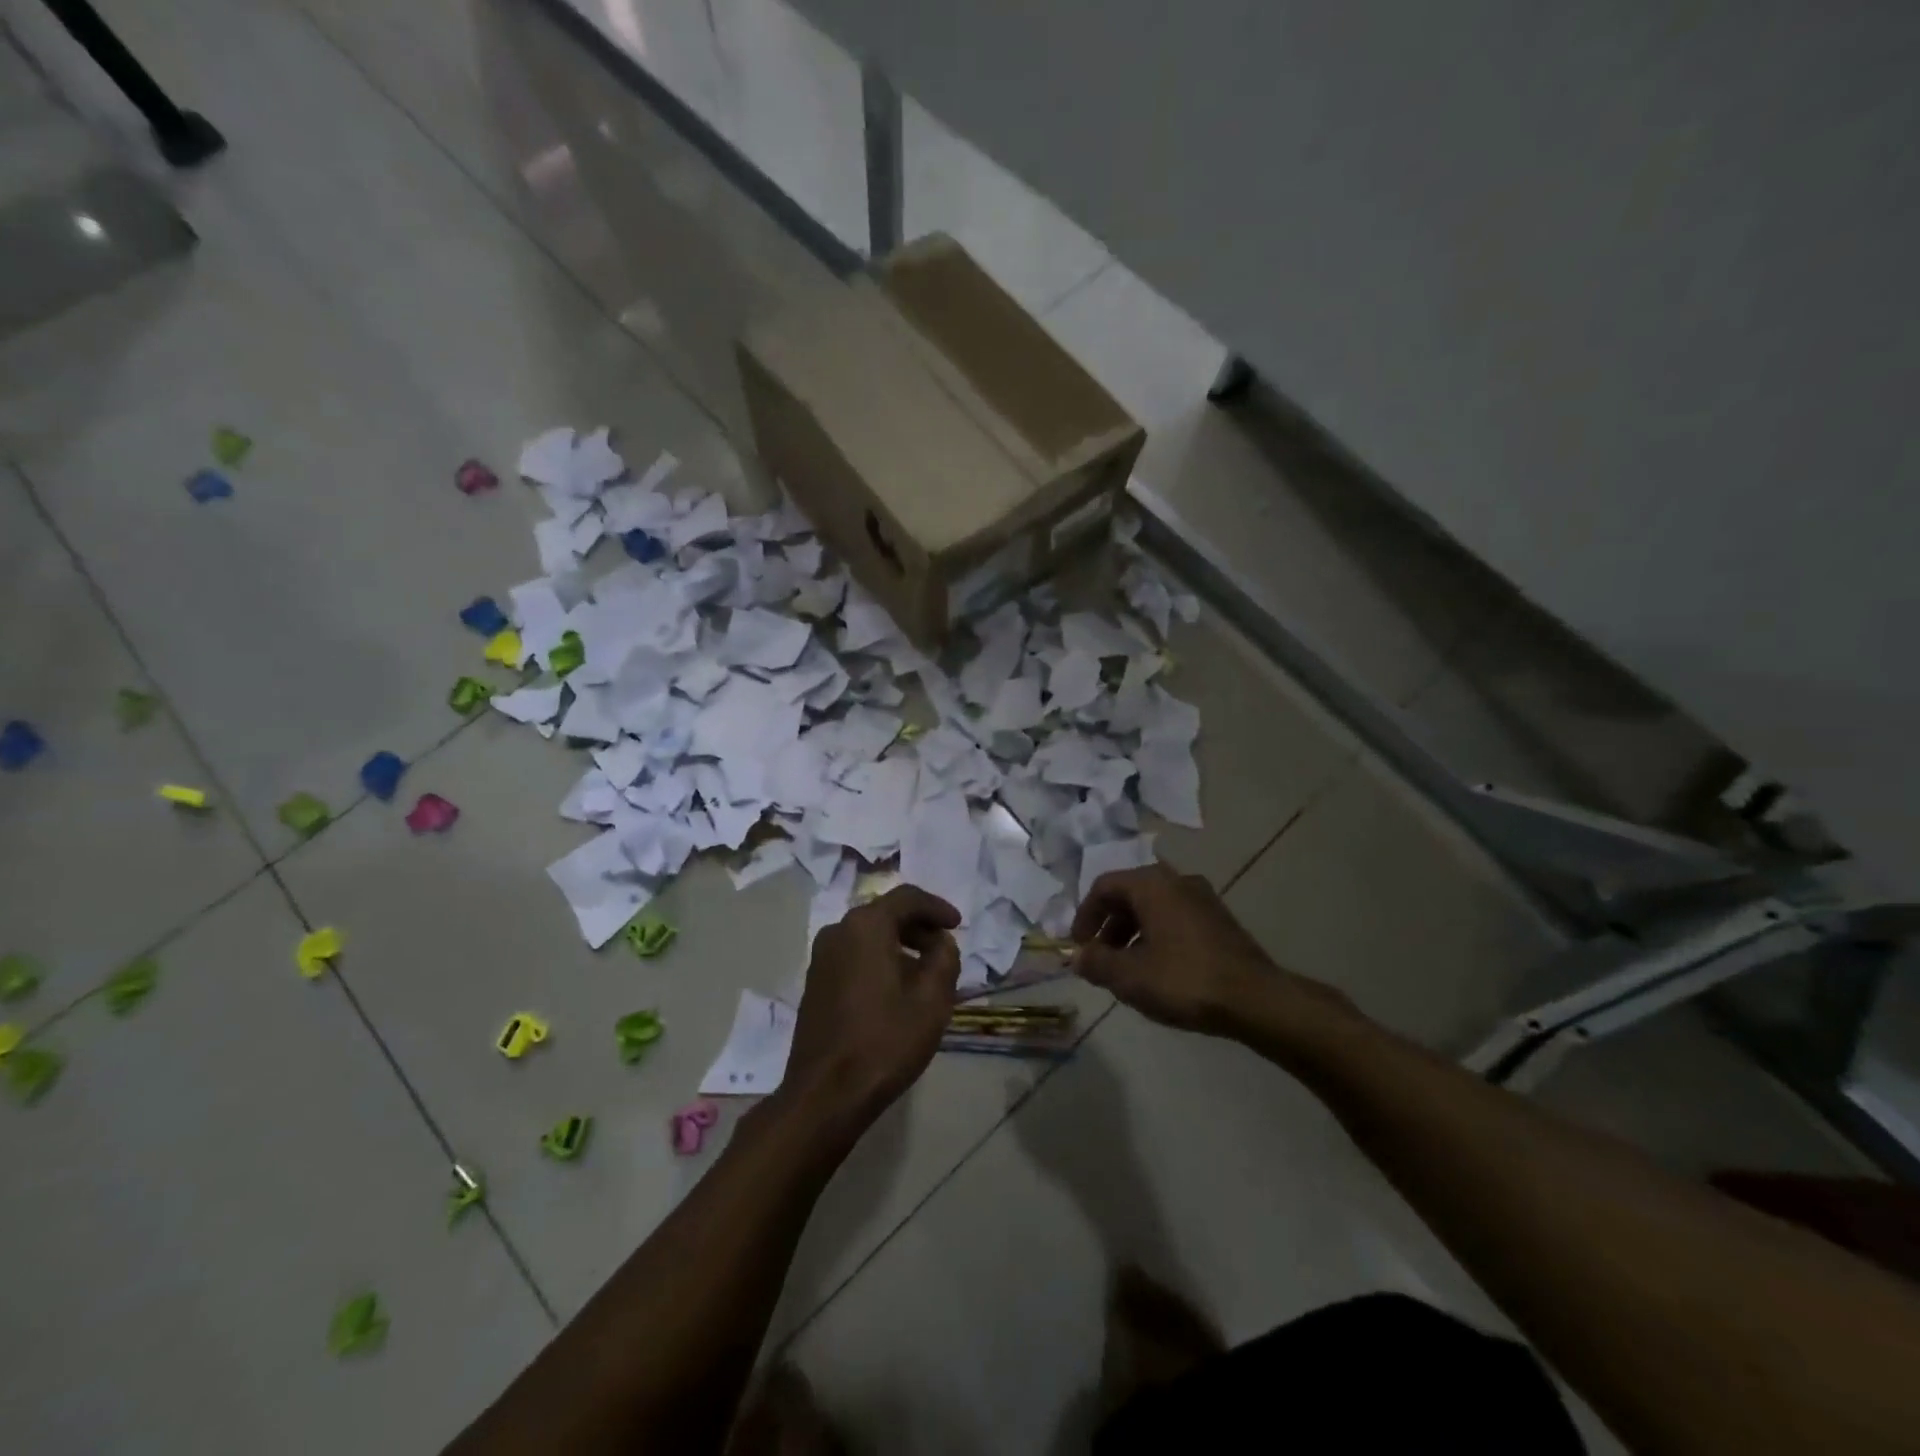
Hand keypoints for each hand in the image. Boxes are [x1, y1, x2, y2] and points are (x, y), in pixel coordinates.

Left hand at [783, 886, 962, 1132]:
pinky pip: (853, 955)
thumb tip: (940, 942)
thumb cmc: (885, 1041)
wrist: (826, 1094)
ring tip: (925, 971)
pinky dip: (878, 959)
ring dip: (899, 944)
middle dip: (918, 926)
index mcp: (865, 926)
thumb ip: (944, 958)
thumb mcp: (932, 999)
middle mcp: (838, 931)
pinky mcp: (815, 982)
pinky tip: (896, 988)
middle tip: (944, 948)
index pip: (907, 898)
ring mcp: (821, 957)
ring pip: (868, 935)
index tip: (958, 924)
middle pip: (885, 914)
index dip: (936, 907)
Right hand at [1071, 865, 1354, 1039]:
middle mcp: (1177, 880)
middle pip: (1129, 894)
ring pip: (1154, 906)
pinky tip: (1158, 969)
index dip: (1085, 915)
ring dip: (1132, 932)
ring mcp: (1202, 898)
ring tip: (1127, 968)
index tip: (1078, 946)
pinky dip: (1156, 935)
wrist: (1255, 999)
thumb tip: (1077, 956)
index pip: (1104, 886)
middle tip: (1100, 957)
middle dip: (1109, 925)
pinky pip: (1175, 917)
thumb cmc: (1184, 980)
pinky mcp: (1219, 919)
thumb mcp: (1130, 976)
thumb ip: (1096, 962)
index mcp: (1151, 884)